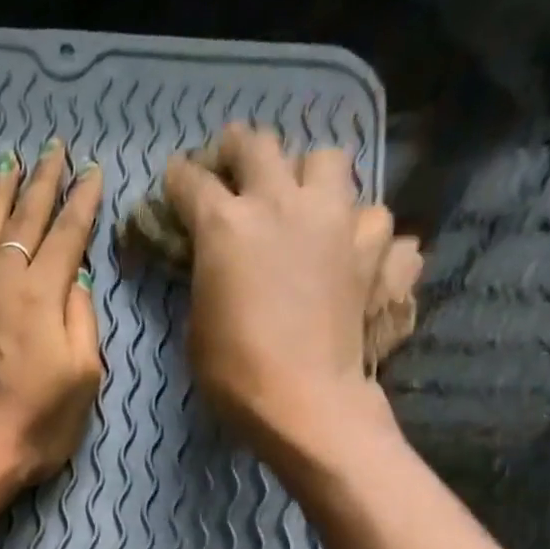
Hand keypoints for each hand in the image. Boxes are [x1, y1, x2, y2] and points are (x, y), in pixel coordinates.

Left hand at [0, 139, 102, 489]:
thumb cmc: (35, 429)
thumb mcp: (83, 381)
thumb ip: (82, 322)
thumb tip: (74, 280)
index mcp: (42, 296)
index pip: (67, 234)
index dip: (81, 200)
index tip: (91, 171)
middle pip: (24, 221)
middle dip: (41, 183)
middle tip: (51, 151)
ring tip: (7, 166)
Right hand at [163, 124, 420, 468]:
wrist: (306, 402)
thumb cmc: (236, 375)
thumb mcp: (198, 329)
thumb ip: (207, 282)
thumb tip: (217, 265)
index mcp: (227, 226)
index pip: (193, 183)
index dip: (179, 179)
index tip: (175, 179)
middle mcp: (283, 204)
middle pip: (259, 146)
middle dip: (238, 149)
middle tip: (232, 161)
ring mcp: (337, 219)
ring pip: (328, 160)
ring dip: (310, 174)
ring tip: (304, 200)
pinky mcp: (374, 248)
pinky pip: (375, 219)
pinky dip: (363, 231)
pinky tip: (356, 251)